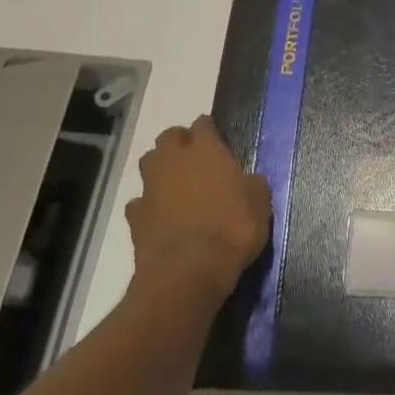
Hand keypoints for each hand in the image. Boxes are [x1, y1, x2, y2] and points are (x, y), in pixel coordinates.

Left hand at [124, 116, 270, 310]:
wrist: (189, 270)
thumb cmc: (233, 229)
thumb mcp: (260, 204)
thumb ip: (252, 184)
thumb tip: (248, 179)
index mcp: (206, 150)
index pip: (203, 124)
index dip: (209, 130)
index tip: (218, 139)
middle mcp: (173, 161)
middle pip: (169, 137)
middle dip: (180, 142)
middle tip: (195, 158)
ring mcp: (150, 187)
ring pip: (149, 163)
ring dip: (161, 168)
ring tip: (177, 183)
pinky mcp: (135, 215)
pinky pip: (140, 201)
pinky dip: (149, 204)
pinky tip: (161, 216)